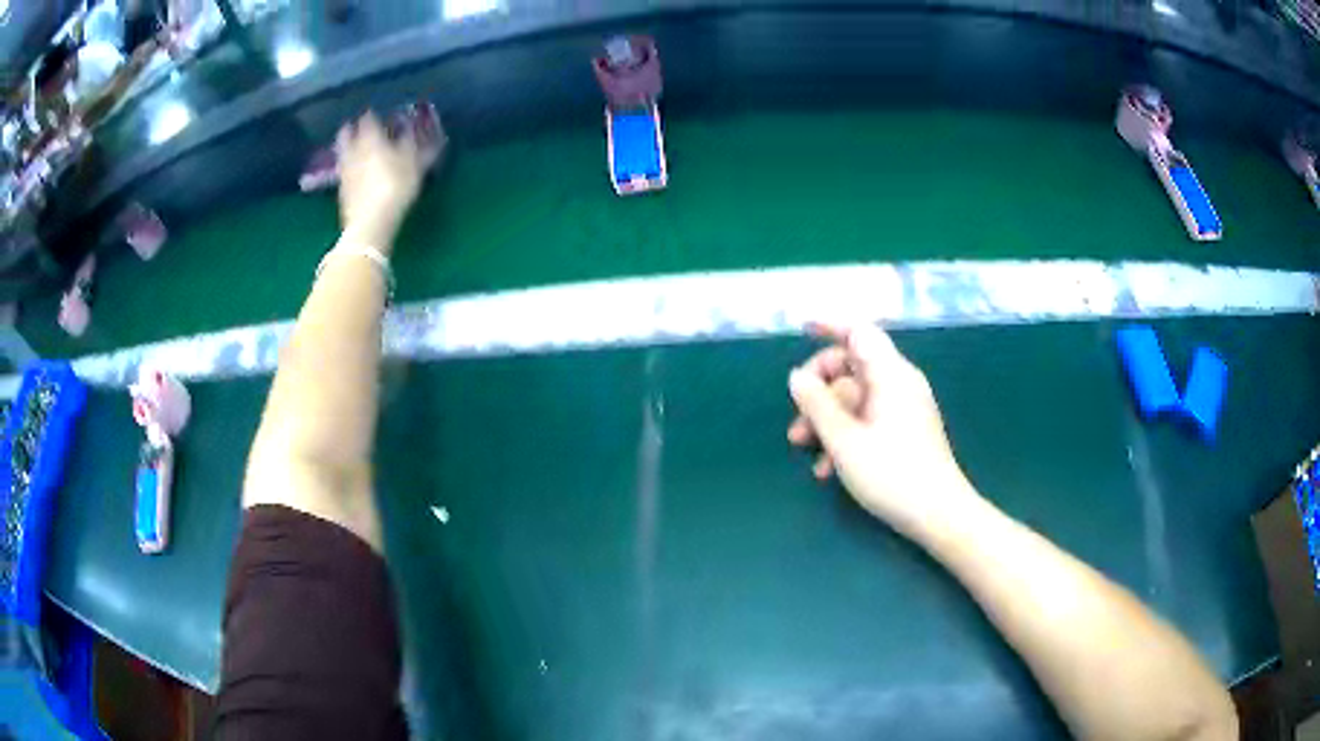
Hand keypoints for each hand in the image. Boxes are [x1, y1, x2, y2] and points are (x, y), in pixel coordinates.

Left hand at [337, 110, 446, 249]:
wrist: (371, 222)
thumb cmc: (395, 186)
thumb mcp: (414, 164)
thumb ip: (417, 146)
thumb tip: (421, 131)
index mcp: (371, 139)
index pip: (368, 119)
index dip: (372, 114)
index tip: (376, 113)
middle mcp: (354, 151)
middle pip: (347, 134)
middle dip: (351, 129)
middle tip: (356, 126)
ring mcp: (345, 172)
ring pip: (342, 153)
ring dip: (347, 148)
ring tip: (354, 149)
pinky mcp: (341, 192)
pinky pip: (344, 172)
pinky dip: (348, 168)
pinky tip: (356, 174)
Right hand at [788, 323, 975, 536]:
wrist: (939, 514)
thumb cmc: (891, 474)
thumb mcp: (844, 441)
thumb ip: (817, 405)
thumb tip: (797, 376)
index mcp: (890, 375)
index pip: (860, 333)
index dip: (830, 326)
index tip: (802, 330)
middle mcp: (899, 384)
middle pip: (852, 367)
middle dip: (819, 388)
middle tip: (795, 416)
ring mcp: (904, 408)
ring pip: (856, 398)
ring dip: (827, 417)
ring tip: (802, 446)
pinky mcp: (905, 432)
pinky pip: (868, 419)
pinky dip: (845, 434)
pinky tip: (828, 467)